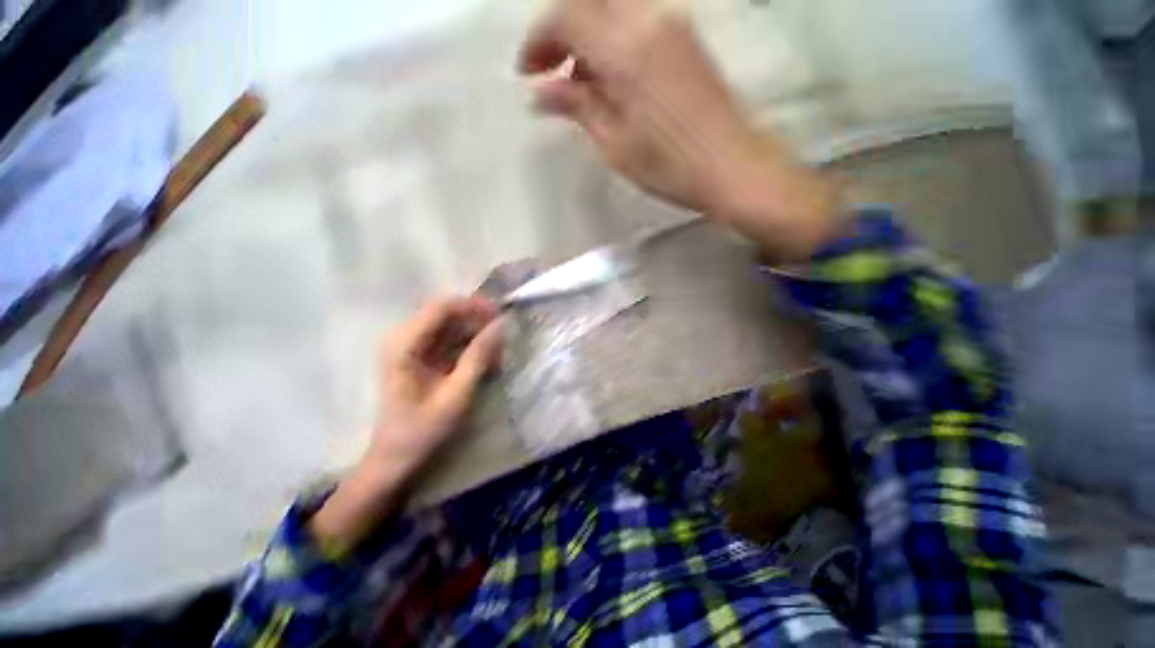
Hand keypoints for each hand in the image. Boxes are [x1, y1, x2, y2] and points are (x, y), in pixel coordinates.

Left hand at [370, 296, 502, 474]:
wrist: (394, 459)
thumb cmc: (422, 430)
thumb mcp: (457, 394)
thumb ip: (479, 356)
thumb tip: (500, 325)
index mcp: (404, 344)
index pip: (442, 306)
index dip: (474, 306)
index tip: (501, 316)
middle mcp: (404, 337)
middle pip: (447, 313)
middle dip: (478, 321)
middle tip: (504, 338)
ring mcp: (411, 346)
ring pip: (451, 326)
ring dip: (477, 335)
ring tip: (498, 355)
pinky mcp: (419, 357)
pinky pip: (449, 340)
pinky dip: (470, 347)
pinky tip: (487, 363)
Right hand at [520, 0, 842, 260]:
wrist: (732, 166)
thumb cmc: (669, 166)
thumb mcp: (615, 144)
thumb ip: (578, 108)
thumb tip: (540, 93)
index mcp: (626, 49)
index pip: (566, 16)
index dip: (537, 40)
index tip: (526, 73)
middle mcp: (650, 19)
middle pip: (590, 0)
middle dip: (560, 28)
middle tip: (548, 69)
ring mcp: (673, 23)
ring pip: (613, 7)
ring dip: (586, 34)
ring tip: (577, 81)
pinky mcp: (686, 37)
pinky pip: (637, 18)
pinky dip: (611, 38)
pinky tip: (609, 77)